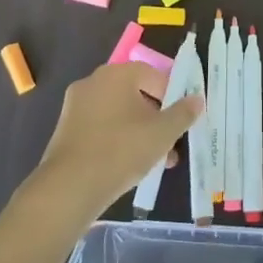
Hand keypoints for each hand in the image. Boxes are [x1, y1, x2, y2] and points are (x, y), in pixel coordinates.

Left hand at [29, 62, 203, 228]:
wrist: (68, 188)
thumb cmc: (121, 150)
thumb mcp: (162, 133)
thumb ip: (182, 113)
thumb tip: (197, 99)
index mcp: (117, 74)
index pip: (153, 75)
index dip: (172, 96)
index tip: (181, 120)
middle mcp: (94, 82)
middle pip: (135, 94)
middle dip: (156, 117)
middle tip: (170, 141)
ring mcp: (76, 106)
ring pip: (118, 114)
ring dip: (139, 132)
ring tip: (156, 161)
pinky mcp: (65, 130)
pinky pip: (100, 128)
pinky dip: (117, 140)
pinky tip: (129, 166)